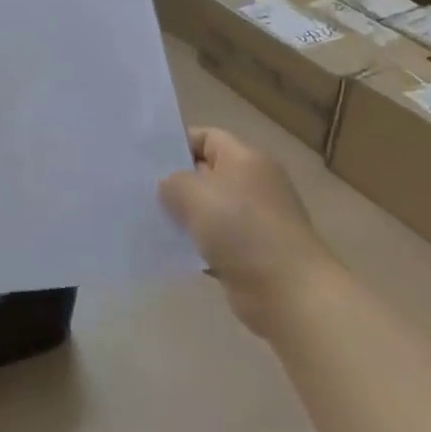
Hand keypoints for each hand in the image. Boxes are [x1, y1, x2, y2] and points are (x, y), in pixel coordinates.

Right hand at [159, 127, 328, 339]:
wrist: (289, 294)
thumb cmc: (242, 231)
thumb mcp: (194, 194)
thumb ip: (172, 182)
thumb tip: (168, 186)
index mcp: (246, 159)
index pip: (207, 137)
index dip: (177, 143)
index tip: (147, 159)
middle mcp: (254, 185)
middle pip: (207, 173)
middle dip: (176, 181)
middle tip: (141, 189)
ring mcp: (256, 221)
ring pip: (210, 209)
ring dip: (185, 216)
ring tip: (150, 220)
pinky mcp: (253, 254)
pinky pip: (217, 241)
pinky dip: (197, 244)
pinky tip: (172, 250)